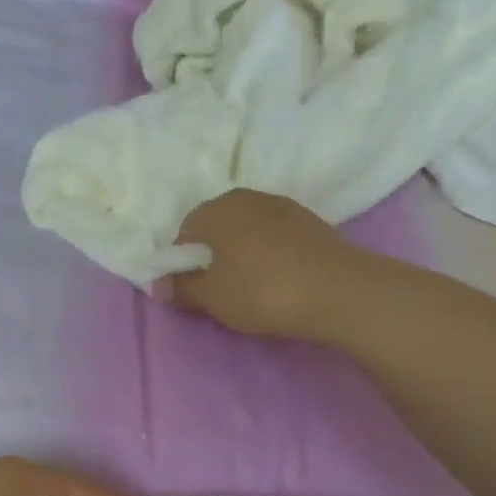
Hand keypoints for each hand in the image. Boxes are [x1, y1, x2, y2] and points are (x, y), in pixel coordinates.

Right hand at [163, 189, 361, 339]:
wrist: (337, 290)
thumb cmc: (261, 291)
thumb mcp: (212, 298)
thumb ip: (182, 289)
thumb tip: (157, 284)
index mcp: (218, 209)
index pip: (185, 230)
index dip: (183, 260)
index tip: (191, 287)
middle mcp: (248, 197)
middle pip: (218, 225)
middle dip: (213, 253)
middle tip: (218, 288)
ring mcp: (284, 206)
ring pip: (249, 229)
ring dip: (242, 252)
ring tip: (249, 285)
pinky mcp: (311, 222)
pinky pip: (275, 236)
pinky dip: (269, 253)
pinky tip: (277, 279)